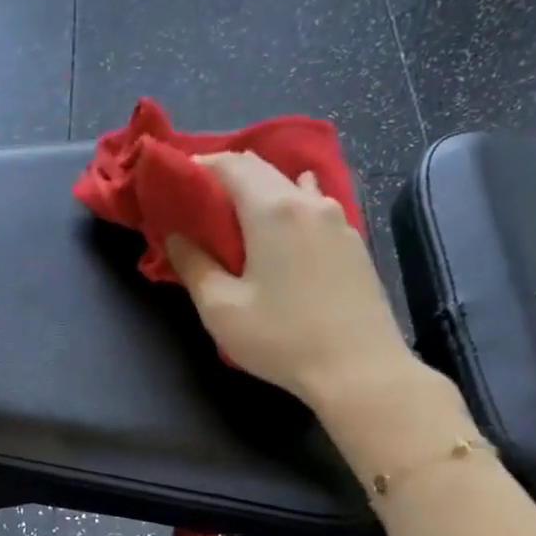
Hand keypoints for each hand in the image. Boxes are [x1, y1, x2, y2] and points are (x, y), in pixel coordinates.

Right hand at [166, 151, 426, 412]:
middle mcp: (309, 202)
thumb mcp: (221, 308)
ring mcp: (338, 220)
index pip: (231, 165)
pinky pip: (313, 208)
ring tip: (238, 216)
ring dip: (260, 192)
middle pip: (263, 170)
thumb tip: (177, 236)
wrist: (359, 369)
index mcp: (273, 209)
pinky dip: (288, 208)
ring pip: (292, 187)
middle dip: (227, 176)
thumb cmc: (281, 339)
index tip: (176, 179)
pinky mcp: (353, 243)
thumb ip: (193, 265)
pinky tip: (282, 229)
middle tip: (199, 200)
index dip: (200, 166)